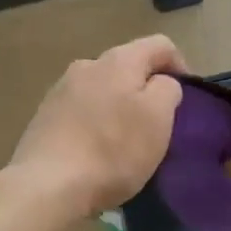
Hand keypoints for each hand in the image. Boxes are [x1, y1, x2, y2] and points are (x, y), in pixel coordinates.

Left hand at [9, 35, 188, 216]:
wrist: (46, 185)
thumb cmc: (112, 150)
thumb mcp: (158, 119)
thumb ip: (167, 90)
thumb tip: (160, 83)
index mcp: (118, 60)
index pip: (160, 45)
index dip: (180, 65)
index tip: (187, 99)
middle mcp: (86, 65)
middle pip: (127, 66)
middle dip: (145, 89)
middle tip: (158, 123)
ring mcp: (60, 90)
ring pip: (102, 89)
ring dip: (118, 106)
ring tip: (126, 140)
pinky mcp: (43, 117)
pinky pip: (80, 111)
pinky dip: (95, 123)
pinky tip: (96, 151)